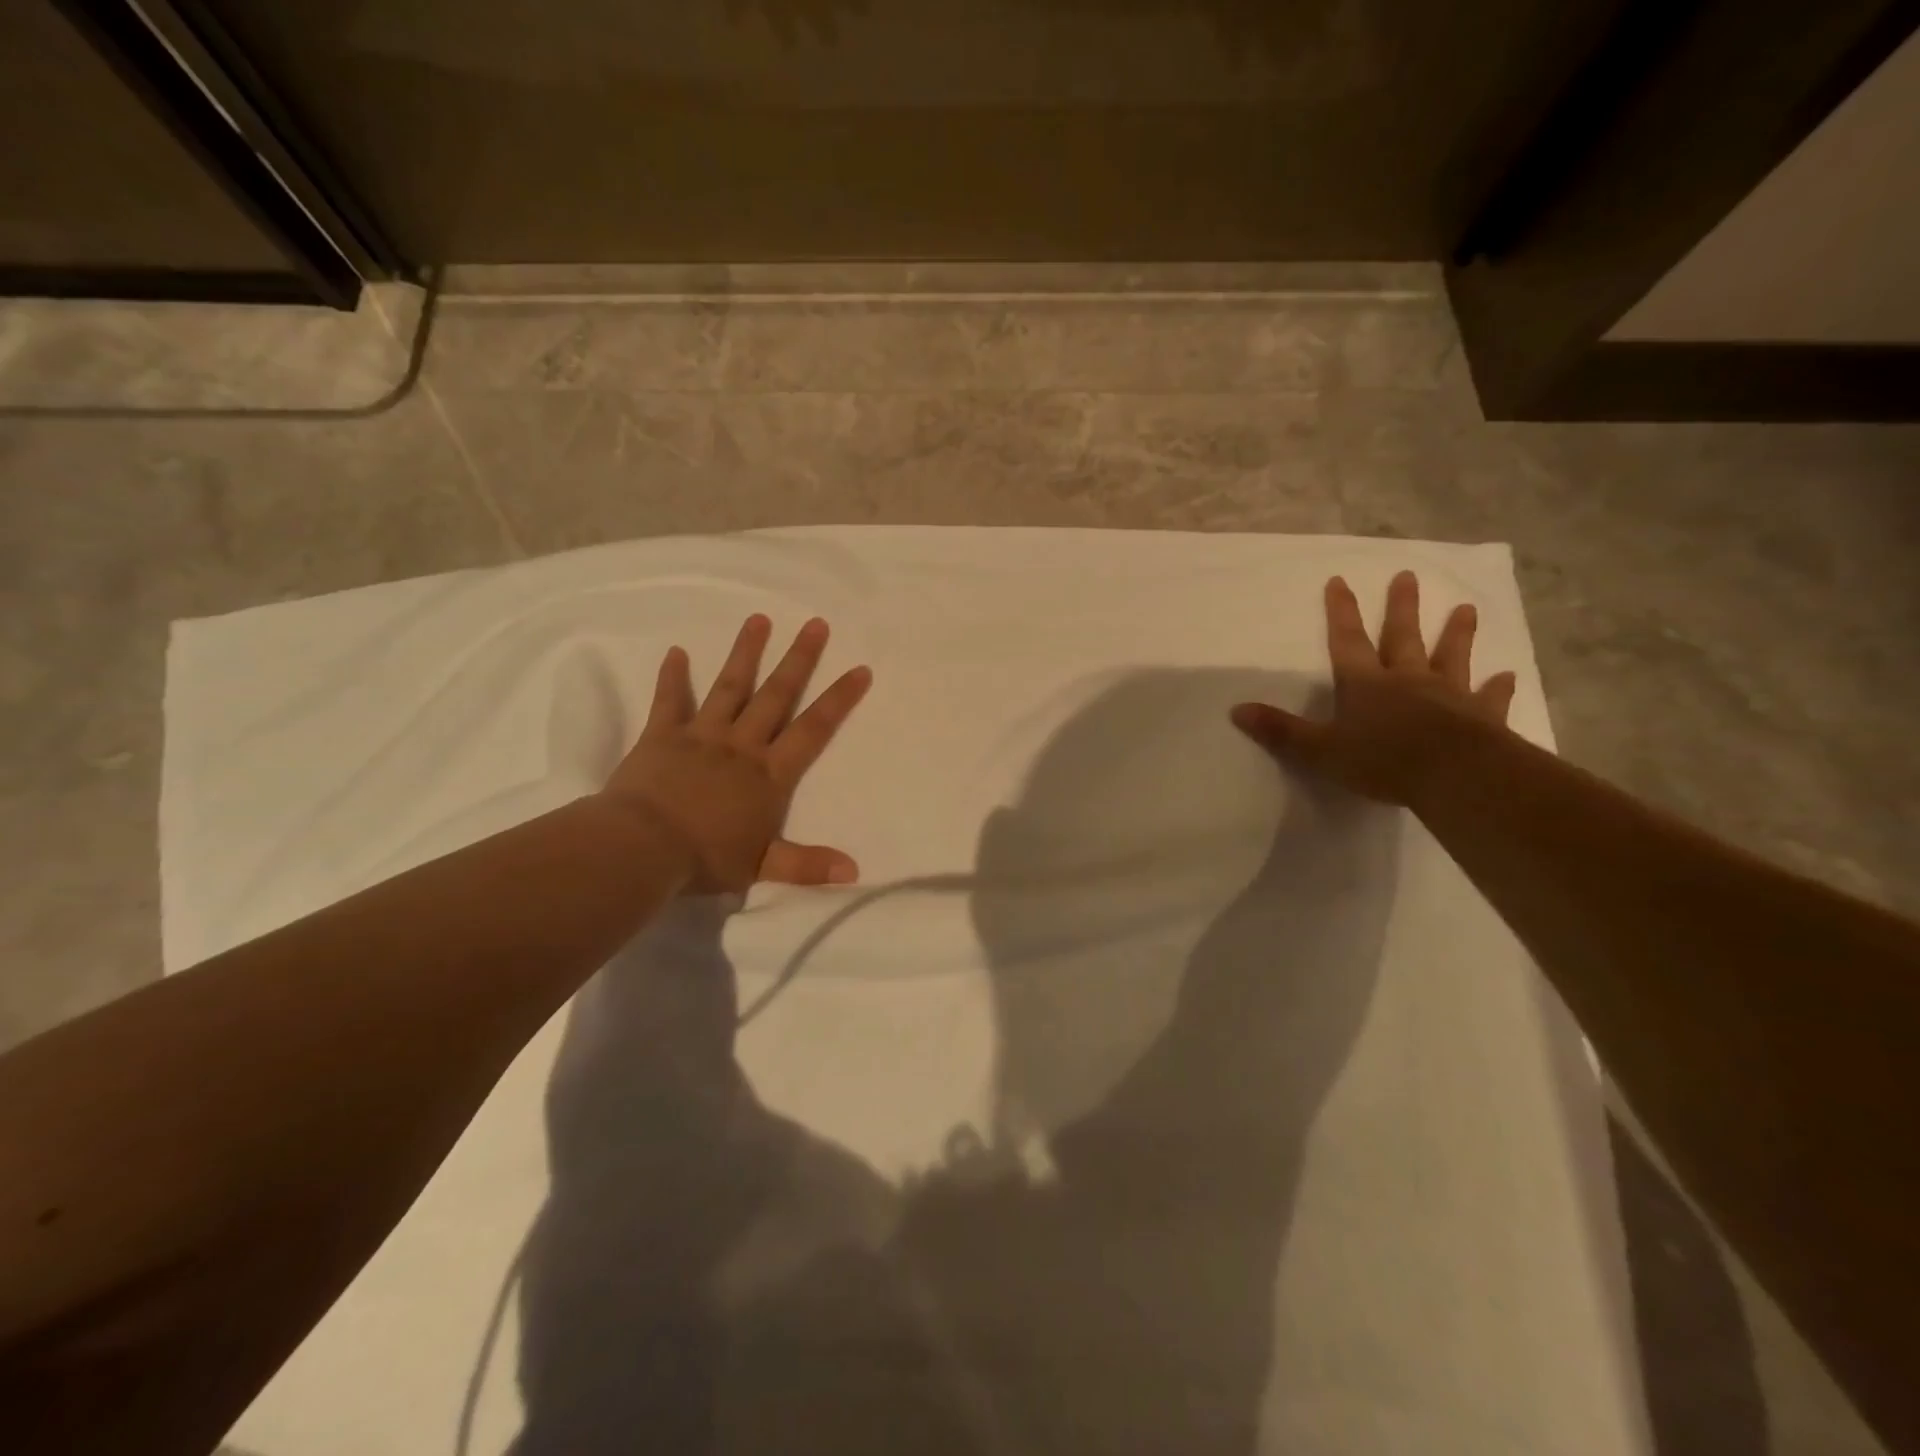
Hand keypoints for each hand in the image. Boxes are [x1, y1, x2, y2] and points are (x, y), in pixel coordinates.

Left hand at [601, 615, 871, 891]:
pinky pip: (669, 701)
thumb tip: (854, 872)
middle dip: (799, 659)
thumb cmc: (705, 858)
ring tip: (759, 619)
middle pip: (776, 695)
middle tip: (816, 624)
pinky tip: (677, 651)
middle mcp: (741, 745)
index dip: (839, 700)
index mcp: (768, 774)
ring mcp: (701, 735)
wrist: (641, 848)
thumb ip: (808, 865)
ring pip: (729, 687)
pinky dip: (672, 676)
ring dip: (745, 653)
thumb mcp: (762, 867)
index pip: (813, 730)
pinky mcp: (662, 736)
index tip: (859, 669)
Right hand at [1231, 572, 1517, 805]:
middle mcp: (1407, 680)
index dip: (1342, 612)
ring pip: (1451, 657)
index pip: (1348, 641)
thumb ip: (1280, 730)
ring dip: (1457, 634)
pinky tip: (1506, 676)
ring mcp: (1449, 695)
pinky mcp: (1482, 717)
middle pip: (1403, 637)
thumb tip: (1236, 710)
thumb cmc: (1382, 761)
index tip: (1340, 581)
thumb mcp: (1319, 750)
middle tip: (1408, 576)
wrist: (1455, 776)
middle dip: (1402, 607)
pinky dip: (1497, 687)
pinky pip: (1489, 697)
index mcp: (1366, 684)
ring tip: (1467, 609)